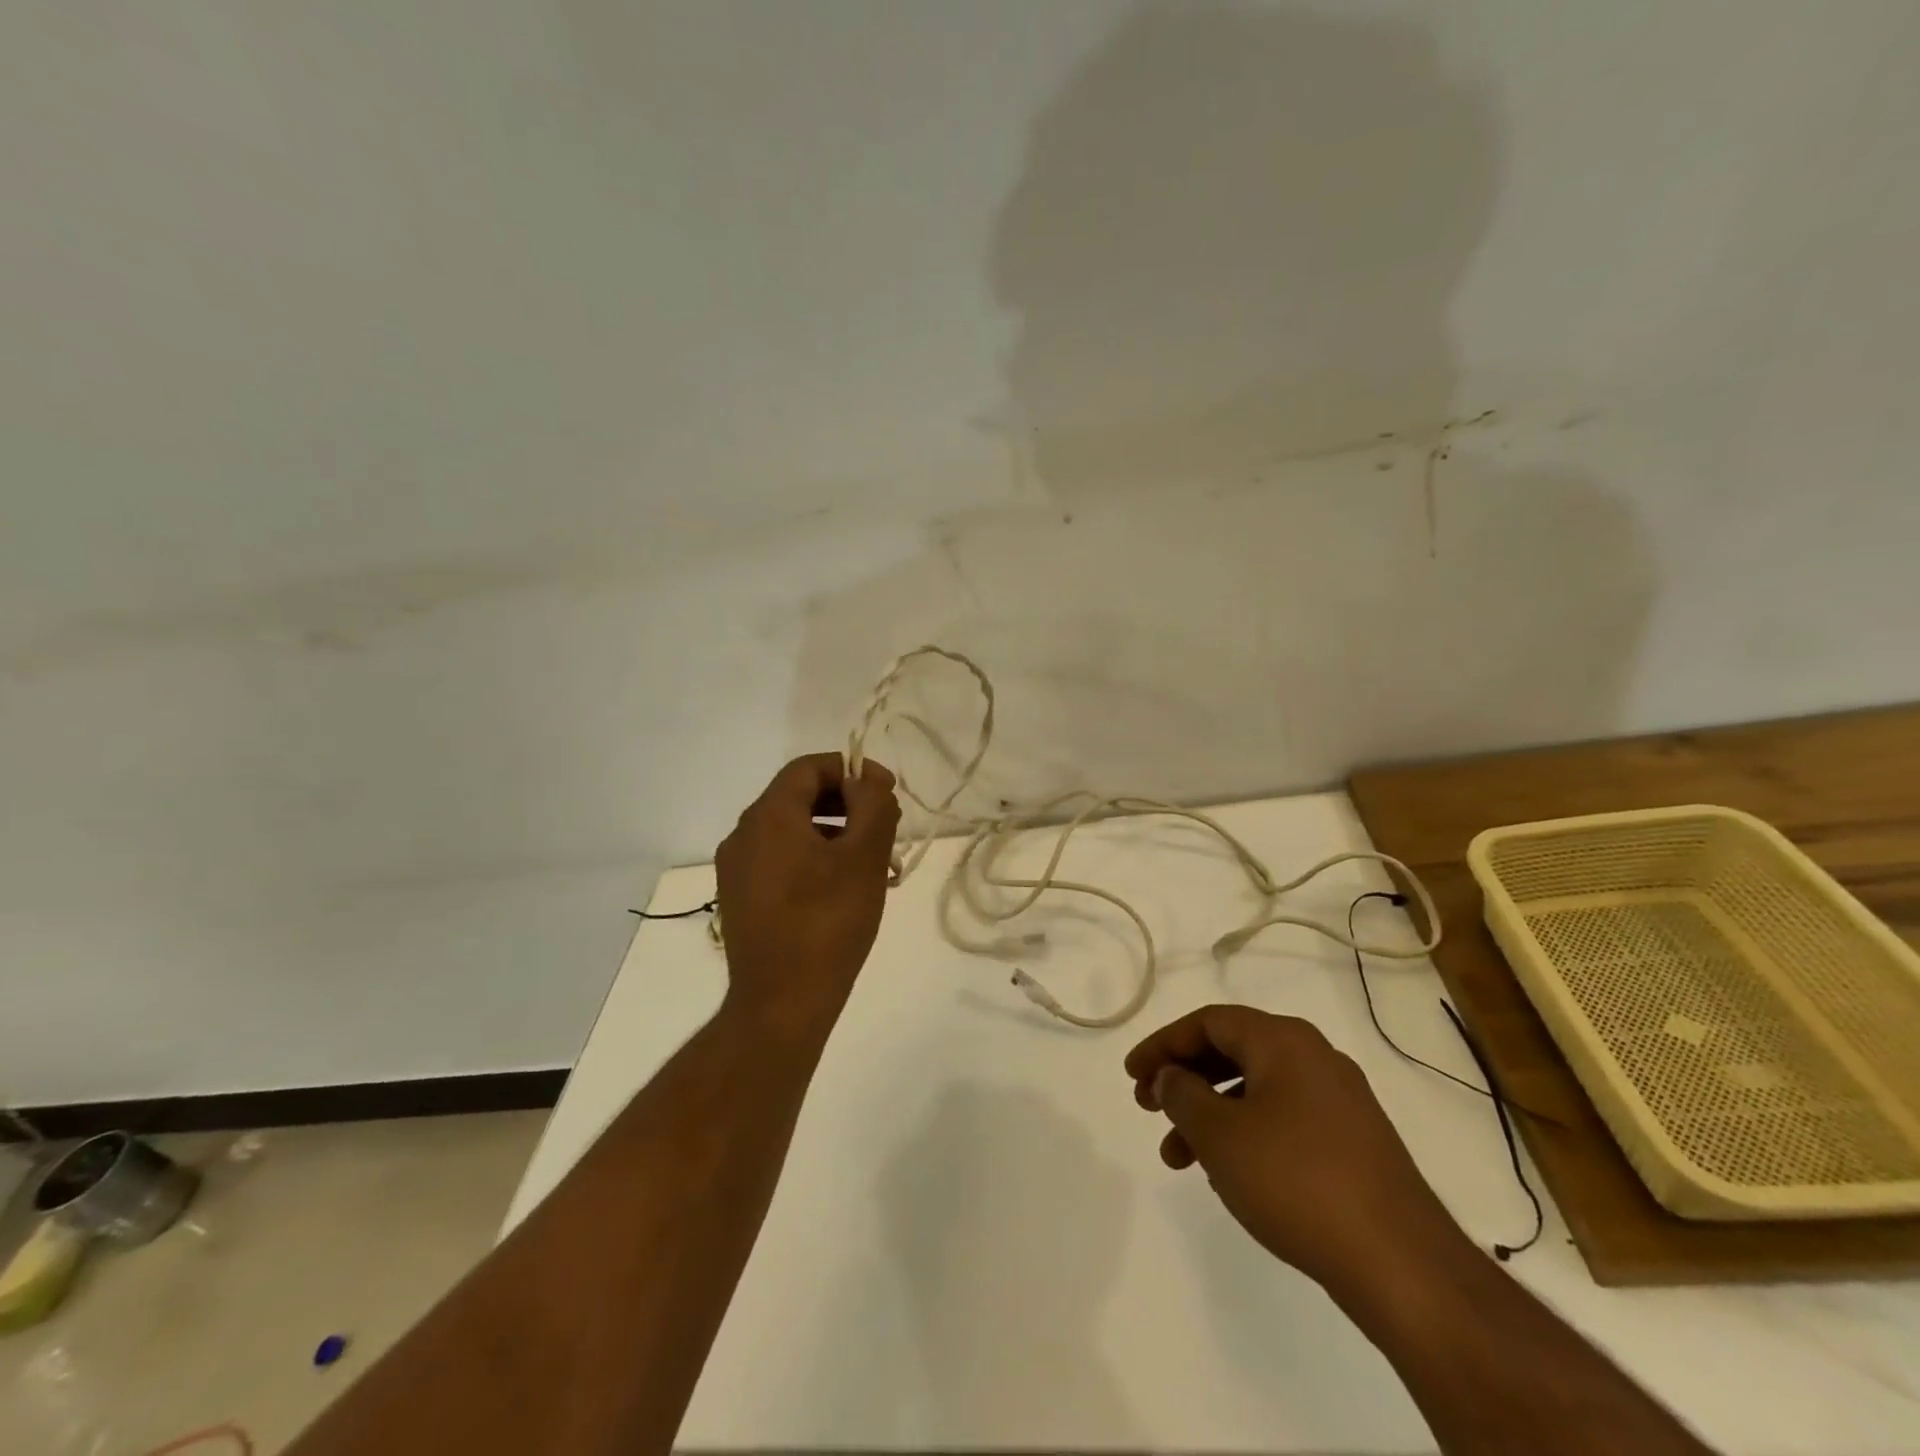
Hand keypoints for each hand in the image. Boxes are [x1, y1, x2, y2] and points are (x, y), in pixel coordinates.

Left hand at [715, 752, 900, 1029]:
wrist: (781, 1005)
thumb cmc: (828, 923)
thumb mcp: (864, 857)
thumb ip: (873, 805)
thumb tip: (868, 779)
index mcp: (768, 816)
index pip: (809, 767)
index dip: (852, 770)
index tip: (888, 791)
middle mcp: (743, 835)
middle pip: (800, 798)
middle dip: (850, 806)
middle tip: (888, 828)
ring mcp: (737, 870)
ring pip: (794, 833)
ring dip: (838, 836)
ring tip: (879, 866)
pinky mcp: (741, 899)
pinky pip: (782, 862)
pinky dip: (817, 861)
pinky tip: (848, 890)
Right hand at [1126, 1004, 1468, 1295]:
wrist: (1403, 1264)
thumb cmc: (1296, 1181)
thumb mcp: (1220, 1135)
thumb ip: (1182, 1095)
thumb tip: (1171, 1075)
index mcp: (1283, 1040)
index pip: (1208, 1022)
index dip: (1163, 1044)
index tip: (1132, 1074)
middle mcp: (1314, 1057)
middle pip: (1231, 1051)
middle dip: (1184, 1078)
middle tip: (1149, 1107)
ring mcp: (1340, 1100)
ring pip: (1255, 1090)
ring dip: (1210, 1114)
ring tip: (1177, 1156)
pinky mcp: (1354, 1142)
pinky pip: (1283, 1119)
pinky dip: (1245, 1133)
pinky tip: (1229, 1172)